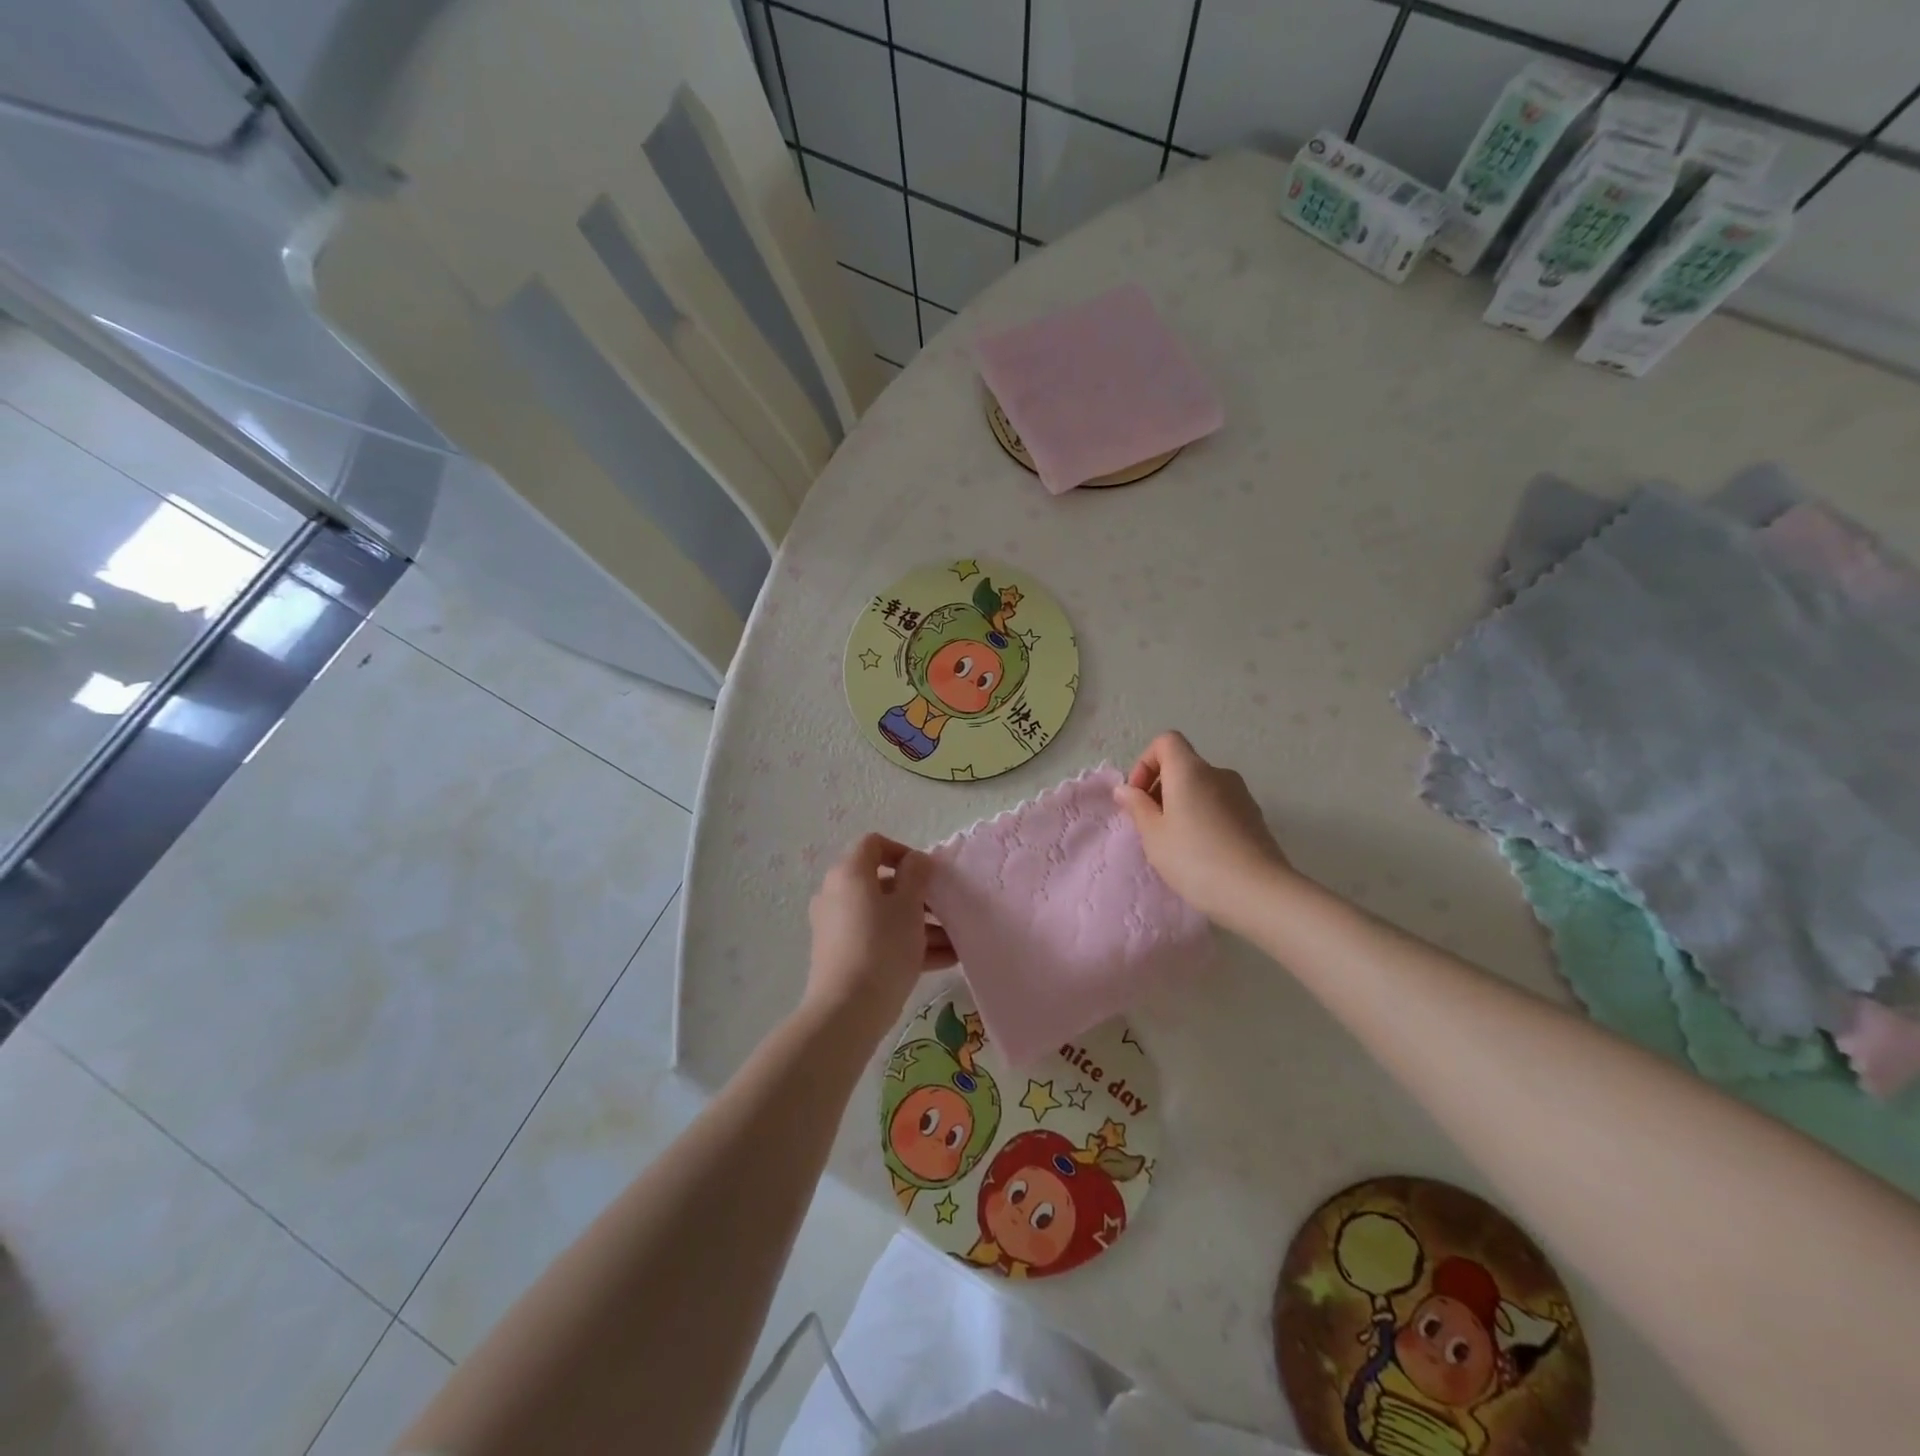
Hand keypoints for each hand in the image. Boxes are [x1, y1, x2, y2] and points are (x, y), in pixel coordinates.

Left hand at [806, 834, 955, 1037]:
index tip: (929, 874)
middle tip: (948, 911)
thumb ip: (916, 875)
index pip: (874, 844)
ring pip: (885, 915)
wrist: (847, 1011)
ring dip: (921, 924)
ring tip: (956, 942)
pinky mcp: (843, 956)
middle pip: (883, 884)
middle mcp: (837, 894)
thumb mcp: (908, 905)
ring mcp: (838, 927)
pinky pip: (879, 939)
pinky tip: (945, 960)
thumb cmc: (882, 946)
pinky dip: (907, 944)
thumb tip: (916, 860)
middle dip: (921, 897)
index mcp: (849, 873)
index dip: (904, 852)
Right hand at [1114, 731, 1292, 922]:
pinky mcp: (1254, 816)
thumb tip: (1125, 789)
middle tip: (1151, 825)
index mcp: (1190, 770)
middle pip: (1183, 765)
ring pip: (1201, 787)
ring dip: (1182, 804)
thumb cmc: (1195, 859)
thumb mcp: (1154, 835)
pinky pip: (1219, 805)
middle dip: (1160, 788)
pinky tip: (1201, 851)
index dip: (1145, 762)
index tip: (1139, 796)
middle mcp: (1218, 773)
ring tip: (1175, 842)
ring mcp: (1241, 794)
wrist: (1258, 892)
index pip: (1166, 741)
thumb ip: (1137, 806)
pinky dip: (1203, 816)